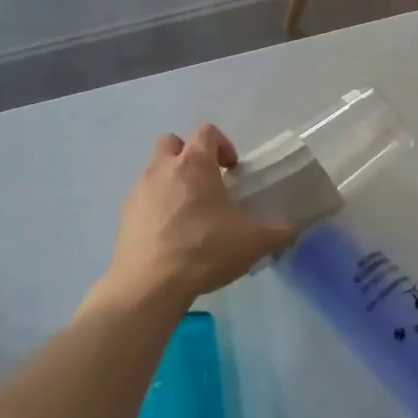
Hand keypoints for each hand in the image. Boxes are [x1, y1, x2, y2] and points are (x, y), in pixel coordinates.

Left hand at [90, 126, 294, 313]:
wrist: (150, 285)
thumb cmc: (205, 249)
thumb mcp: (254, 242)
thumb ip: (279, 232)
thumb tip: (293, 230)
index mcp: (194, 164)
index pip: (207, 132)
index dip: (223, 145)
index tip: (232, 170)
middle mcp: (162, 169)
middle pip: (171, 143)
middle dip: (188, 156)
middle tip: (207, 183)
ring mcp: (138, 192)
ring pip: (154, 173)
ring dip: (172, 184)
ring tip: (191, 216)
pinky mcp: (124, 217)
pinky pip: (143, 201)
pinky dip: (157, 209)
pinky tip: (172, 237)